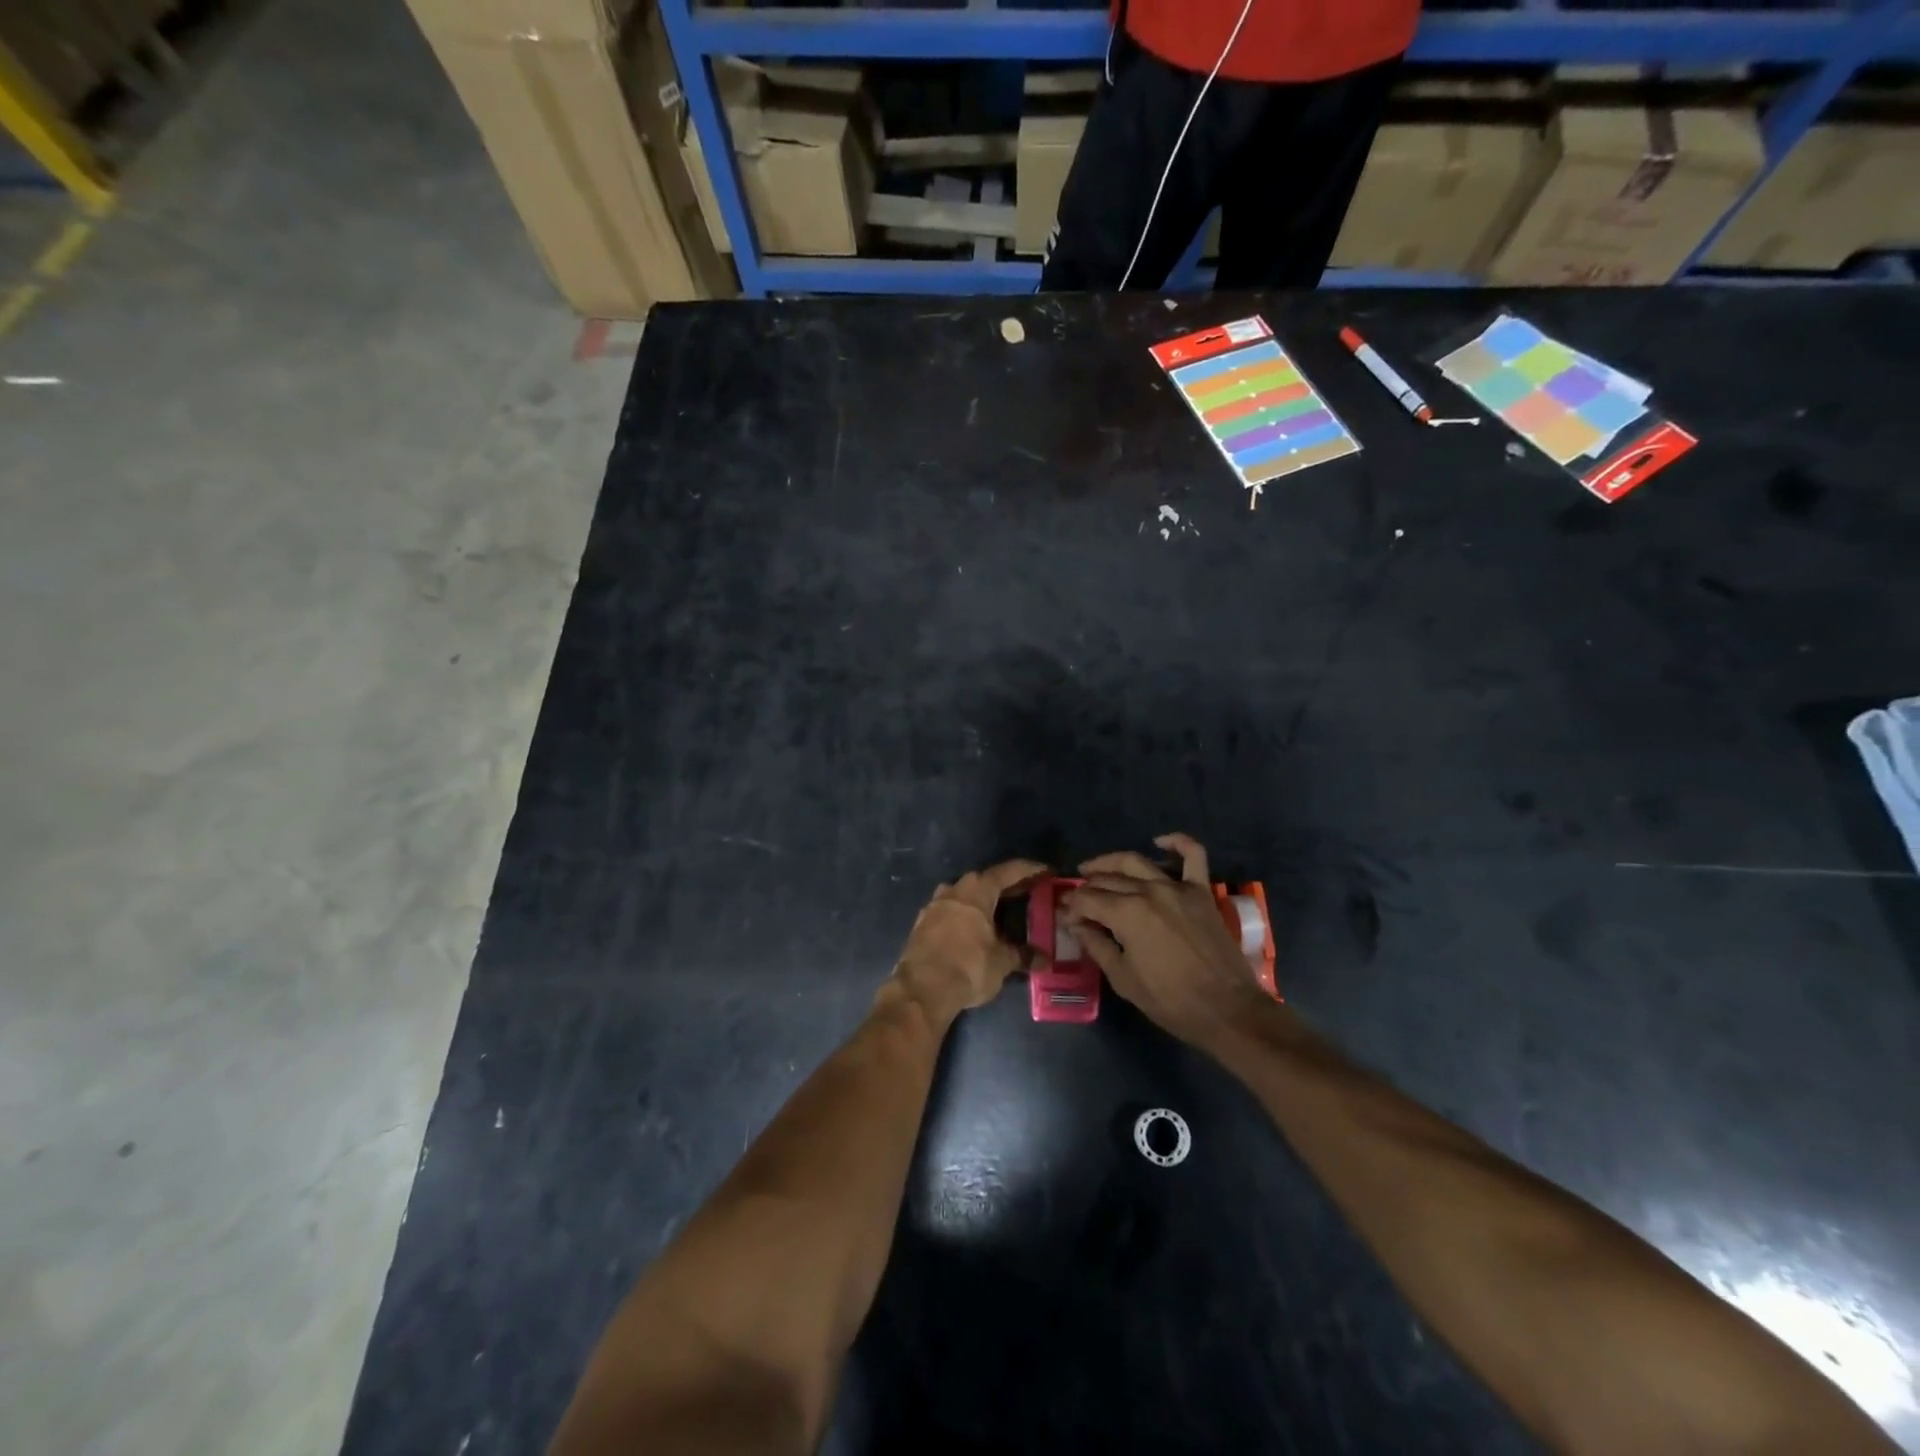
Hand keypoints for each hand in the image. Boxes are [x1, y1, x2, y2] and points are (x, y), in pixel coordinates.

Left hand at [888, 859, 1046, 1021]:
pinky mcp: (921, 924)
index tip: (1045, 870)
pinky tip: (973, 929)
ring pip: (964, 895)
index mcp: (977, 890)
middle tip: (1027, 891)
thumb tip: (1044, 959)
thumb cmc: (968, 966)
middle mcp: (954, 890)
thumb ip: (1022, 955)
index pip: (1008, 871)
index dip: (1029, 870)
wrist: (921, 990)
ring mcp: (934, 906)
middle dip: (1006, 886)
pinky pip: (950, 912)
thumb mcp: (1002, 962)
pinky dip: (965, 916)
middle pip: (985, 881)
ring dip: (982, 900)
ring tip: (999, 911)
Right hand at [1064, 833, 1275, 1050]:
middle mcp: (1149, 891)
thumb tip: (1076, 925)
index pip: (1087, 899)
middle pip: (1108, 879)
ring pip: (1137, 862)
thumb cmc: (1171, 1001)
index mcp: (1127, 914)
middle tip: (1077, 899)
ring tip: (1096, 869)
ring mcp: (1178, 887)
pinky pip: (1193, 856)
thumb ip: (1097, 946)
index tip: (1067, 918)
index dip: (1072, 907)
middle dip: (1087, 887)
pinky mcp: (1202, 891)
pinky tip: (1159, 841)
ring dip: (1112, 862)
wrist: (1228, 1010)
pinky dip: (1177, 843)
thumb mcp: (1124, 979)